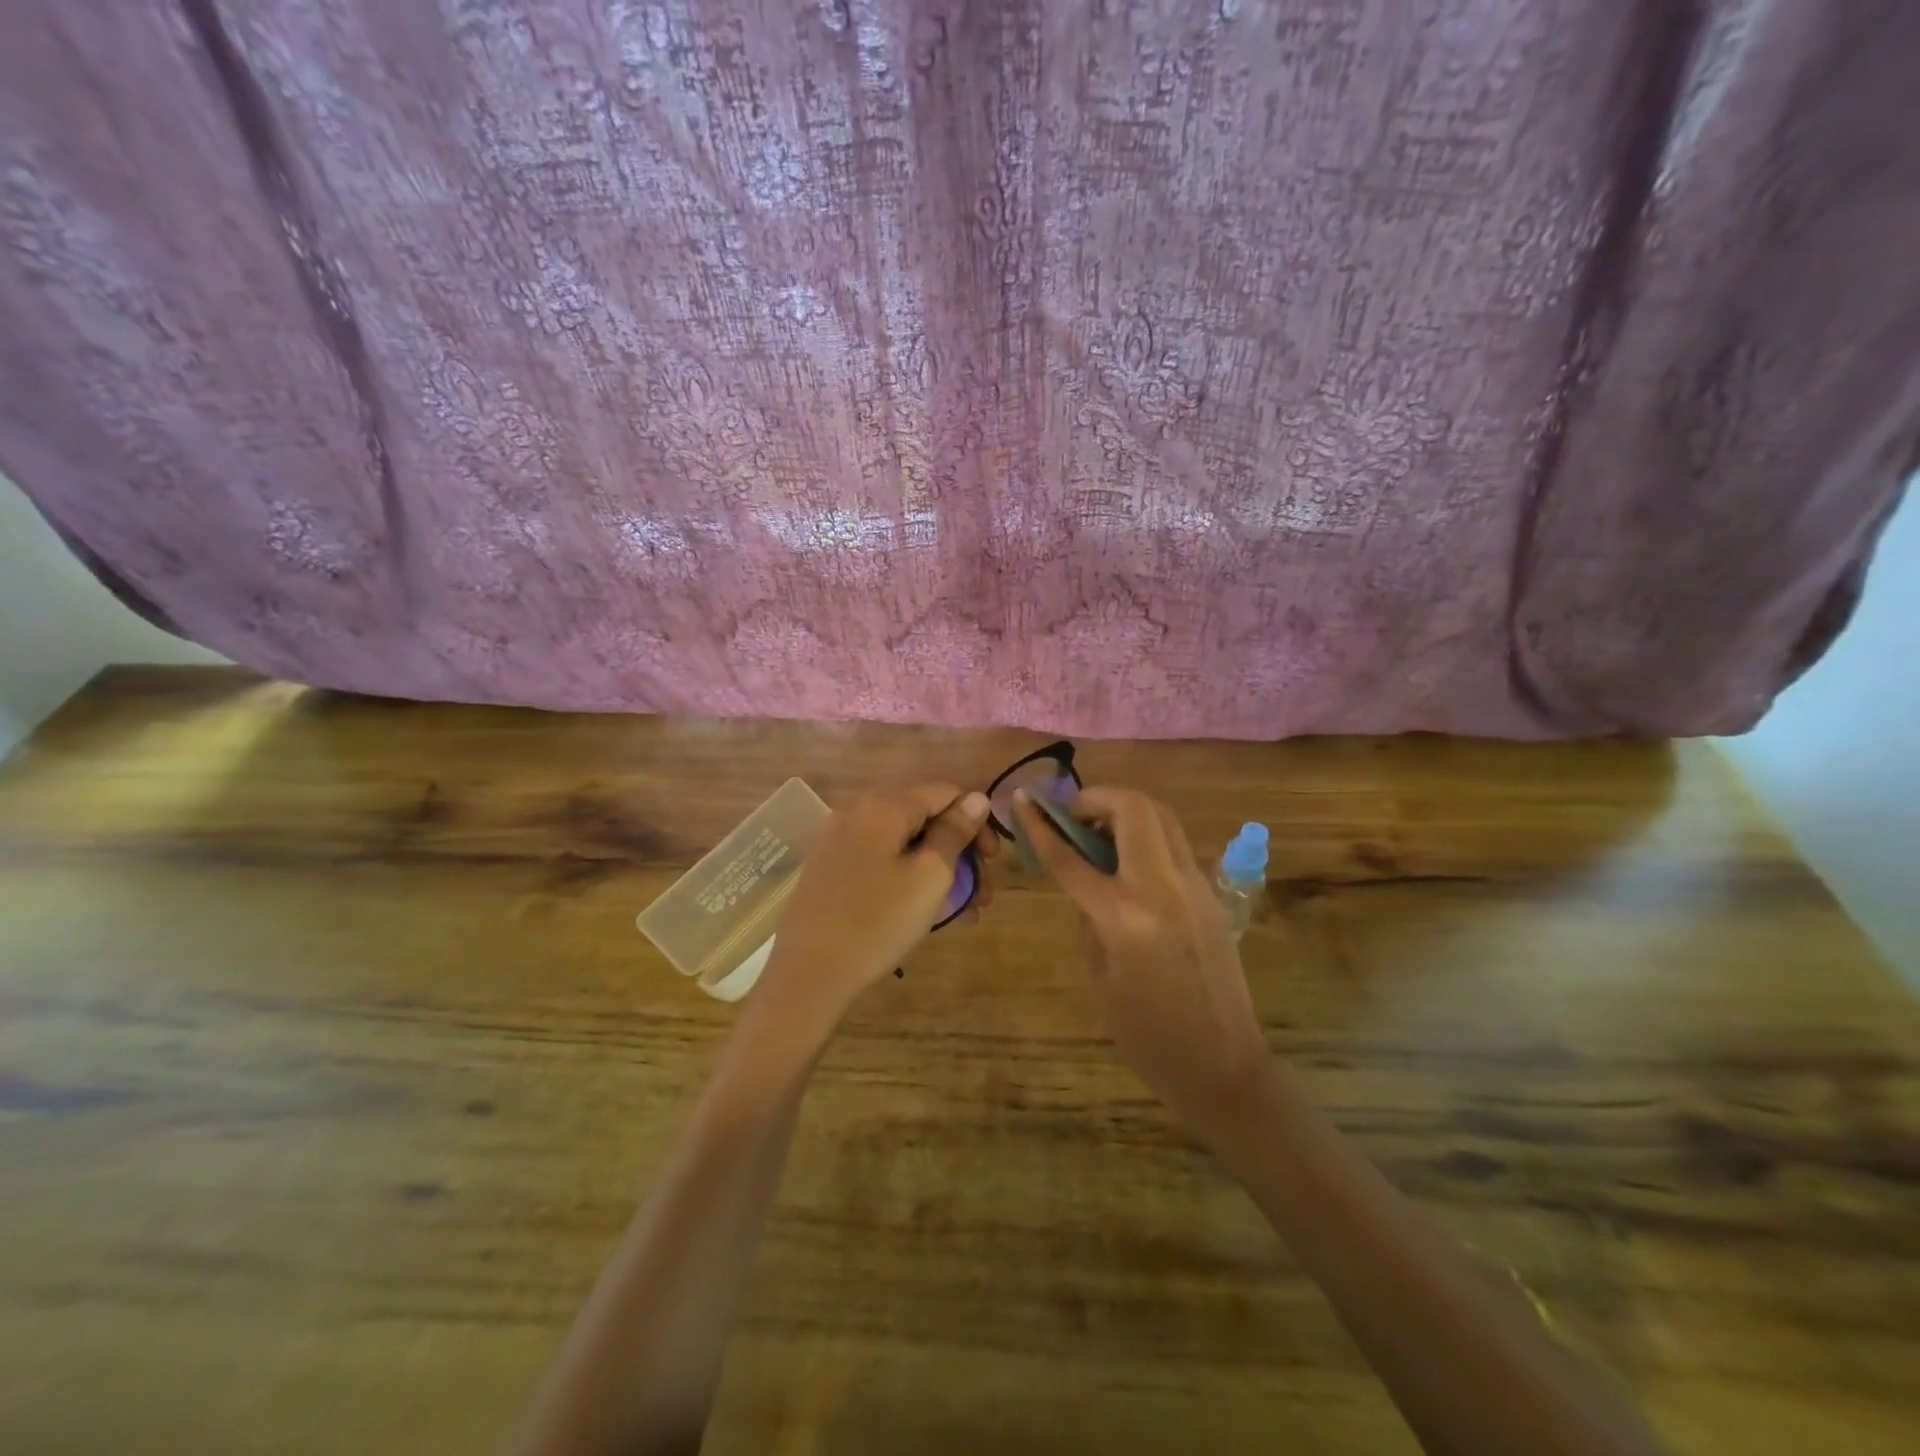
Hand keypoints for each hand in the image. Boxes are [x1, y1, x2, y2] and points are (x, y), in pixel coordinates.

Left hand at [759, 784, 996, 1032]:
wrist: (808, 974)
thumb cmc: (878, 922)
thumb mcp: (929, 876)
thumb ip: (955, 832)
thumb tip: (976, 798)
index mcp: (884, 805)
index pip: (945, 792)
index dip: (977, 821)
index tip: (993, 861)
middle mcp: (858, 809)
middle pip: (924, 817)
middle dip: (959, 851)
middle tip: (981, 895)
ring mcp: (839, 837)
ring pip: (903, 842)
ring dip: (937, 868)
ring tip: (961, 911)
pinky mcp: (829, 864)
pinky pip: (880, 857)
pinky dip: (907, 874)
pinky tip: (924, 908)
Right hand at [1014, 787, 1271, 1143]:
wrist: (1224, 1067)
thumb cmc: (1149, 1039)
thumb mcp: (1101, 978)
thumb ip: (1090, 921)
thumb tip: (1088, 887)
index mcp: (1126, 917)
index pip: (1072, 857)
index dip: (1041, 826)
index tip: (1023, 801)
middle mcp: (1164, 888)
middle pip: (1133, 809)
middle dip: (1097, 798)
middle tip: (1073, 816)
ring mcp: (1196, 887)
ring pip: (1161, 817)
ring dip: (1125, 811)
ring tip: (1100, 832)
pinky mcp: (1212, 895)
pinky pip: (1174, 846)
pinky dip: (1146, 837)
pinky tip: (1129, 865)